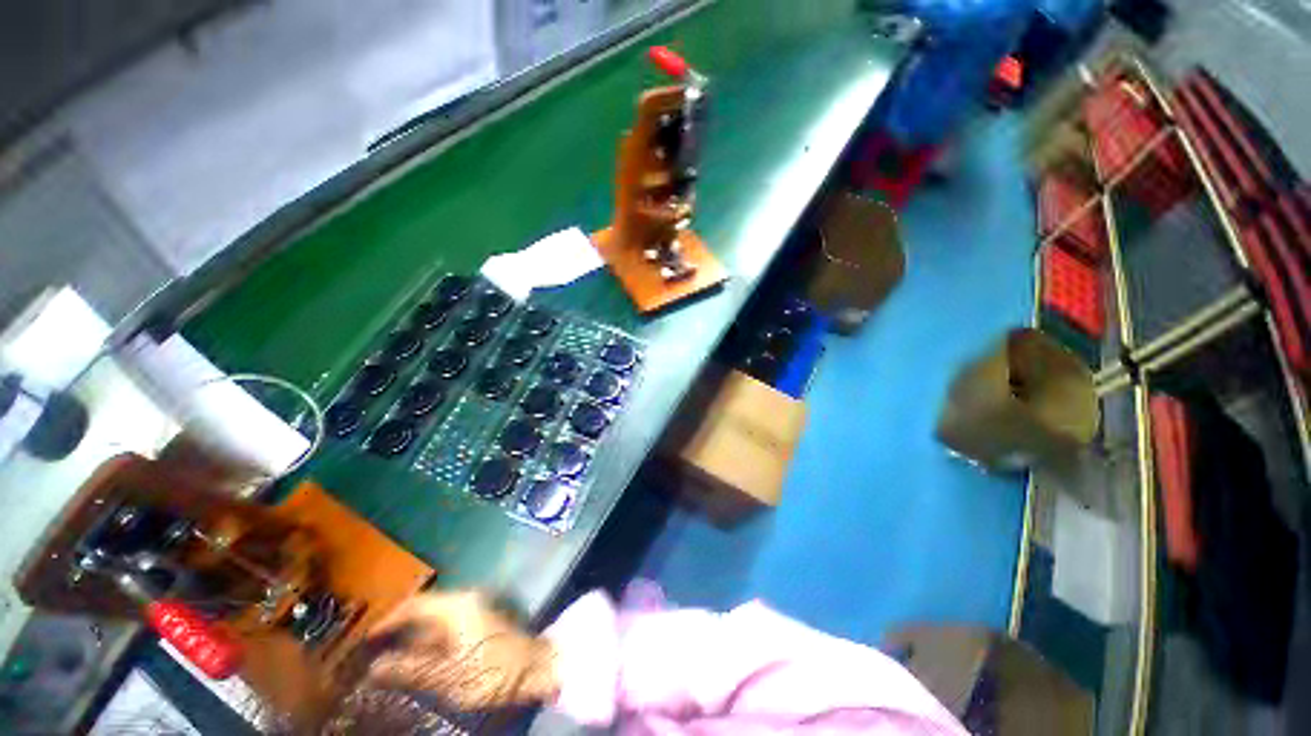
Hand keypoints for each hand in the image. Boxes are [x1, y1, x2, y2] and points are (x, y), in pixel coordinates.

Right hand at [363, 591, 558, 710]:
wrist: (534, 668)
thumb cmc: (492, 670)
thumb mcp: (447, 676)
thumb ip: (410, 670)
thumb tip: (375, 668)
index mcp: (457, 606)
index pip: (414, 604)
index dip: (388, 619)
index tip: (365, 638)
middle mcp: (465, 602)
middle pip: (423, 611)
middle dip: (398, 630)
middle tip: (372, 651)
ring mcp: (474, 612)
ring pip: (434, 621)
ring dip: (412, 638)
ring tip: (387, 660)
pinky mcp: (479, 624)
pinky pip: (446, 629)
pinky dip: (428, 643)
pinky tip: (416, 663)